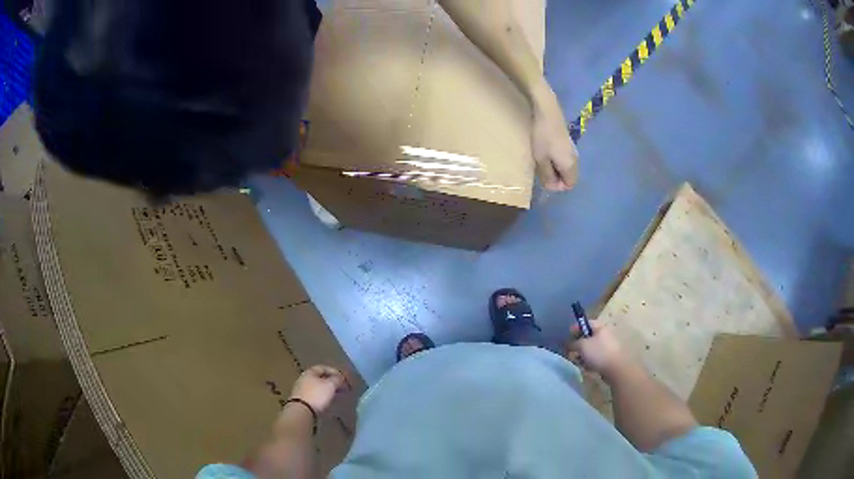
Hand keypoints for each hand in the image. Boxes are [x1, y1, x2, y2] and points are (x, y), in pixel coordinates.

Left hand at [289, 365, 349, 414]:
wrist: (301, 411)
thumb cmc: (317, 395)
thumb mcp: (330, 385)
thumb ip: (337, 379)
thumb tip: (341, 377)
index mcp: (309, 372)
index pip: (323, 368)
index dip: (335, 372)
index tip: (344, 379)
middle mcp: (303, 379)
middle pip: (320, 378)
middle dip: (332, 382)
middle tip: (342, 388)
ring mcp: (301, 390)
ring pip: (317, 387)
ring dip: (327, 390)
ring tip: (336, 396)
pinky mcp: (301, 400)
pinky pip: (314, 396)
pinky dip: (322, 397)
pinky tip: (327, 402)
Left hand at [531, 86, 578, 190]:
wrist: (548, 111)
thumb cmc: (543, 137)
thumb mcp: (541, 159)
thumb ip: (547, 175)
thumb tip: (552, 186)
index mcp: (570, 166)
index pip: (569, 185)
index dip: (557, 185)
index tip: (545, 177)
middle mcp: (575, 159)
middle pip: (568, 176)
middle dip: (555, 176)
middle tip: (541, 168)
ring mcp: (572, 149)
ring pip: (565, 166)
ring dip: (554, 167)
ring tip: (541, 159)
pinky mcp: (568, 142)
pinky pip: (564, 157)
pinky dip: (555, 158)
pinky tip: (545, 150)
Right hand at [567, 323, 628, 377]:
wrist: (615, 369)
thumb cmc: (598, 353)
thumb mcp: (582, 346)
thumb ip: (573, 343)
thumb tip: (570, 344)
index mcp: (600, 328)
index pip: (586, 323)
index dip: (576, 327)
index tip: (568, 335)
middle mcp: (605, 335)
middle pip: (588, 337)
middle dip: (578, 344)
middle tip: (571, 351)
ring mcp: (607, 347)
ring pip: (591, 349)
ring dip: (582, 354)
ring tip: (578, 361)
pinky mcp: (608, 358)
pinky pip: (595, 357)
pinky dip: (589, 361)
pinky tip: (586, 367)